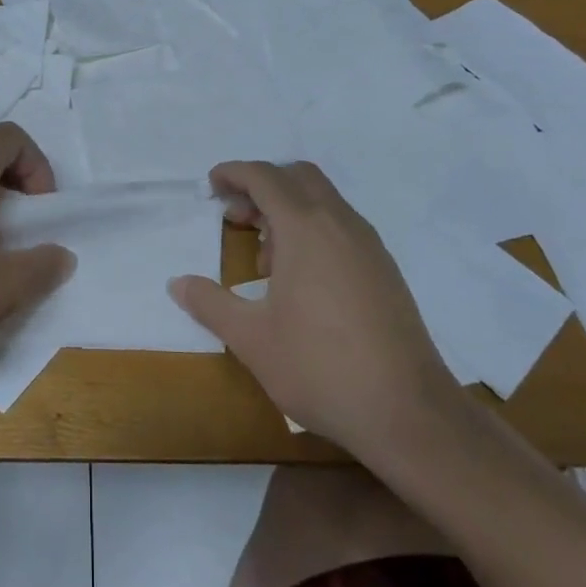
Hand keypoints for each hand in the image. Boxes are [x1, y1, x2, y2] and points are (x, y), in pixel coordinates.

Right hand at [169, 160, 459, 450]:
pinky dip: (313, 230)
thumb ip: (210, 304)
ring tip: (264, 259)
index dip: (234, 173)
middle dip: (262, 186)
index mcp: (305, 228)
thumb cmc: (319, 367)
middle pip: (298, 177)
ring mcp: (369, 246)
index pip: (265, 177)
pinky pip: (341, 227)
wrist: (409, 412)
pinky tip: (300, 280)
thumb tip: (177, 283)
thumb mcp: (251, 339)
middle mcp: (340, 224)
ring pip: (323, 201)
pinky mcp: (385, 270)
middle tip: (235, 217)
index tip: (211, 186)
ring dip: (288, 210)